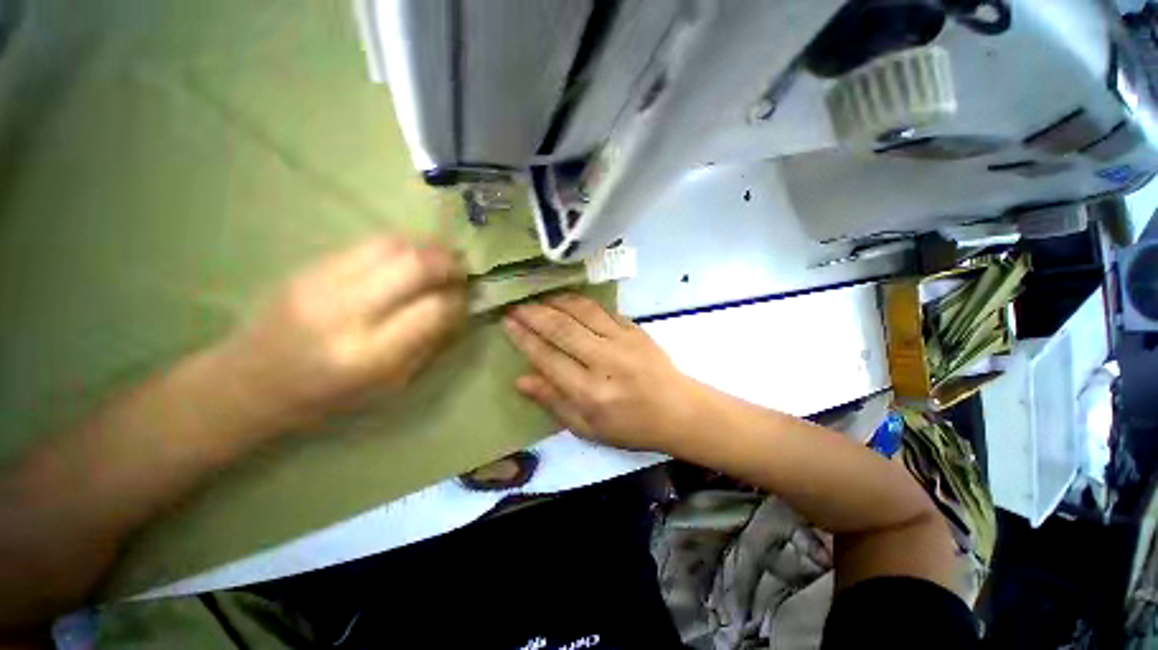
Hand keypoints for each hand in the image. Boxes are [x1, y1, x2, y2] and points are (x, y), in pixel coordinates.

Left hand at [216, 236, 466, 432]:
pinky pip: (368, 243)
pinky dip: (401, 246)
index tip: (467, 299)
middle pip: (415, 266)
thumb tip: (459, 308)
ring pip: (392, 245)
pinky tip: (409, 258)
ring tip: (440, 259)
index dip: (458, 300)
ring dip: (427, 248)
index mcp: (369, 355)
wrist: (250, 381)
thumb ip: (429, 343)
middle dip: (449, 264)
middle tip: (462, 271)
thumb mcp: (390, 385)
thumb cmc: (328, 397)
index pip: (433, 310)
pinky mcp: (309, 266)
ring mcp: (322, 282)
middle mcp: (346, 312)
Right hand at [503, 294, 700, 452]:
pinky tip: (567, 299)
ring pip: (581, 312)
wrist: (678, 410)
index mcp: (590, 393)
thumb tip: (520, 380)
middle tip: (515, 306)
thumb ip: (554, 402)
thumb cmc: (631, 426)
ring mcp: (622, 341)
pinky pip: (602, 309)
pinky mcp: (635, 329)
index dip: (524, 339)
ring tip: (537, 298)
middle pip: (561, 329)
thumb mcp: (587, 428)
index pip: (548, 358)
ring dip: (555, 302)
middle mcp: (604, 361)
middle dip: (533, 314)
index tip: (507, 323)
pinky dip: (580, 302)